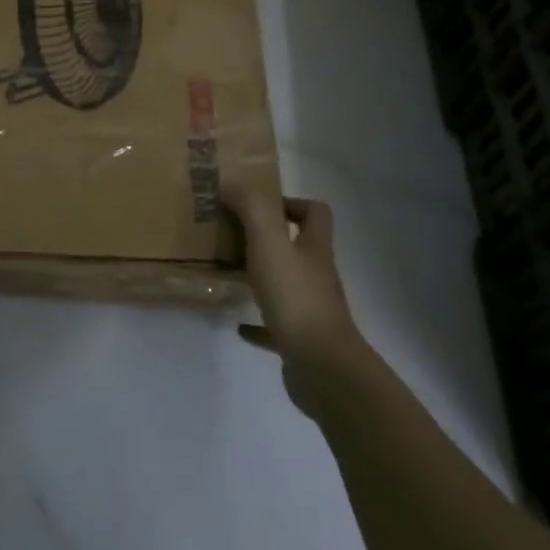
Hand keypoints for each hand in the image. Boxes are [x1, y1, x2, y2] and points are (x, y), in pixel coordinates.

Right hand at [222, 189, 362, 406]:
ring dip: (260, 277)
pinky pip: (276, 325)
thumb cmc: (295, 296)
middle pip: (298, 248)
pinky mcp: (299, 340)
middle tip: (231, 235)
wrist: (321, 366)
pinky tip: (238, 324)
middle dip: (267, 240)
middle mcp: (316, 275)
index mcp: (314, 248)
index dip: (290, 203)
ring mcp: (310, 309)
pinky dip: (257, 322)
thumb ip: (250, 207)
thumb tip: (231, 183)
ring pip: (285, 284)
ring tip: (228, 272)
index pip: (315, 213)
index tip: (257, 206)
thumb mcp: (268, 241)